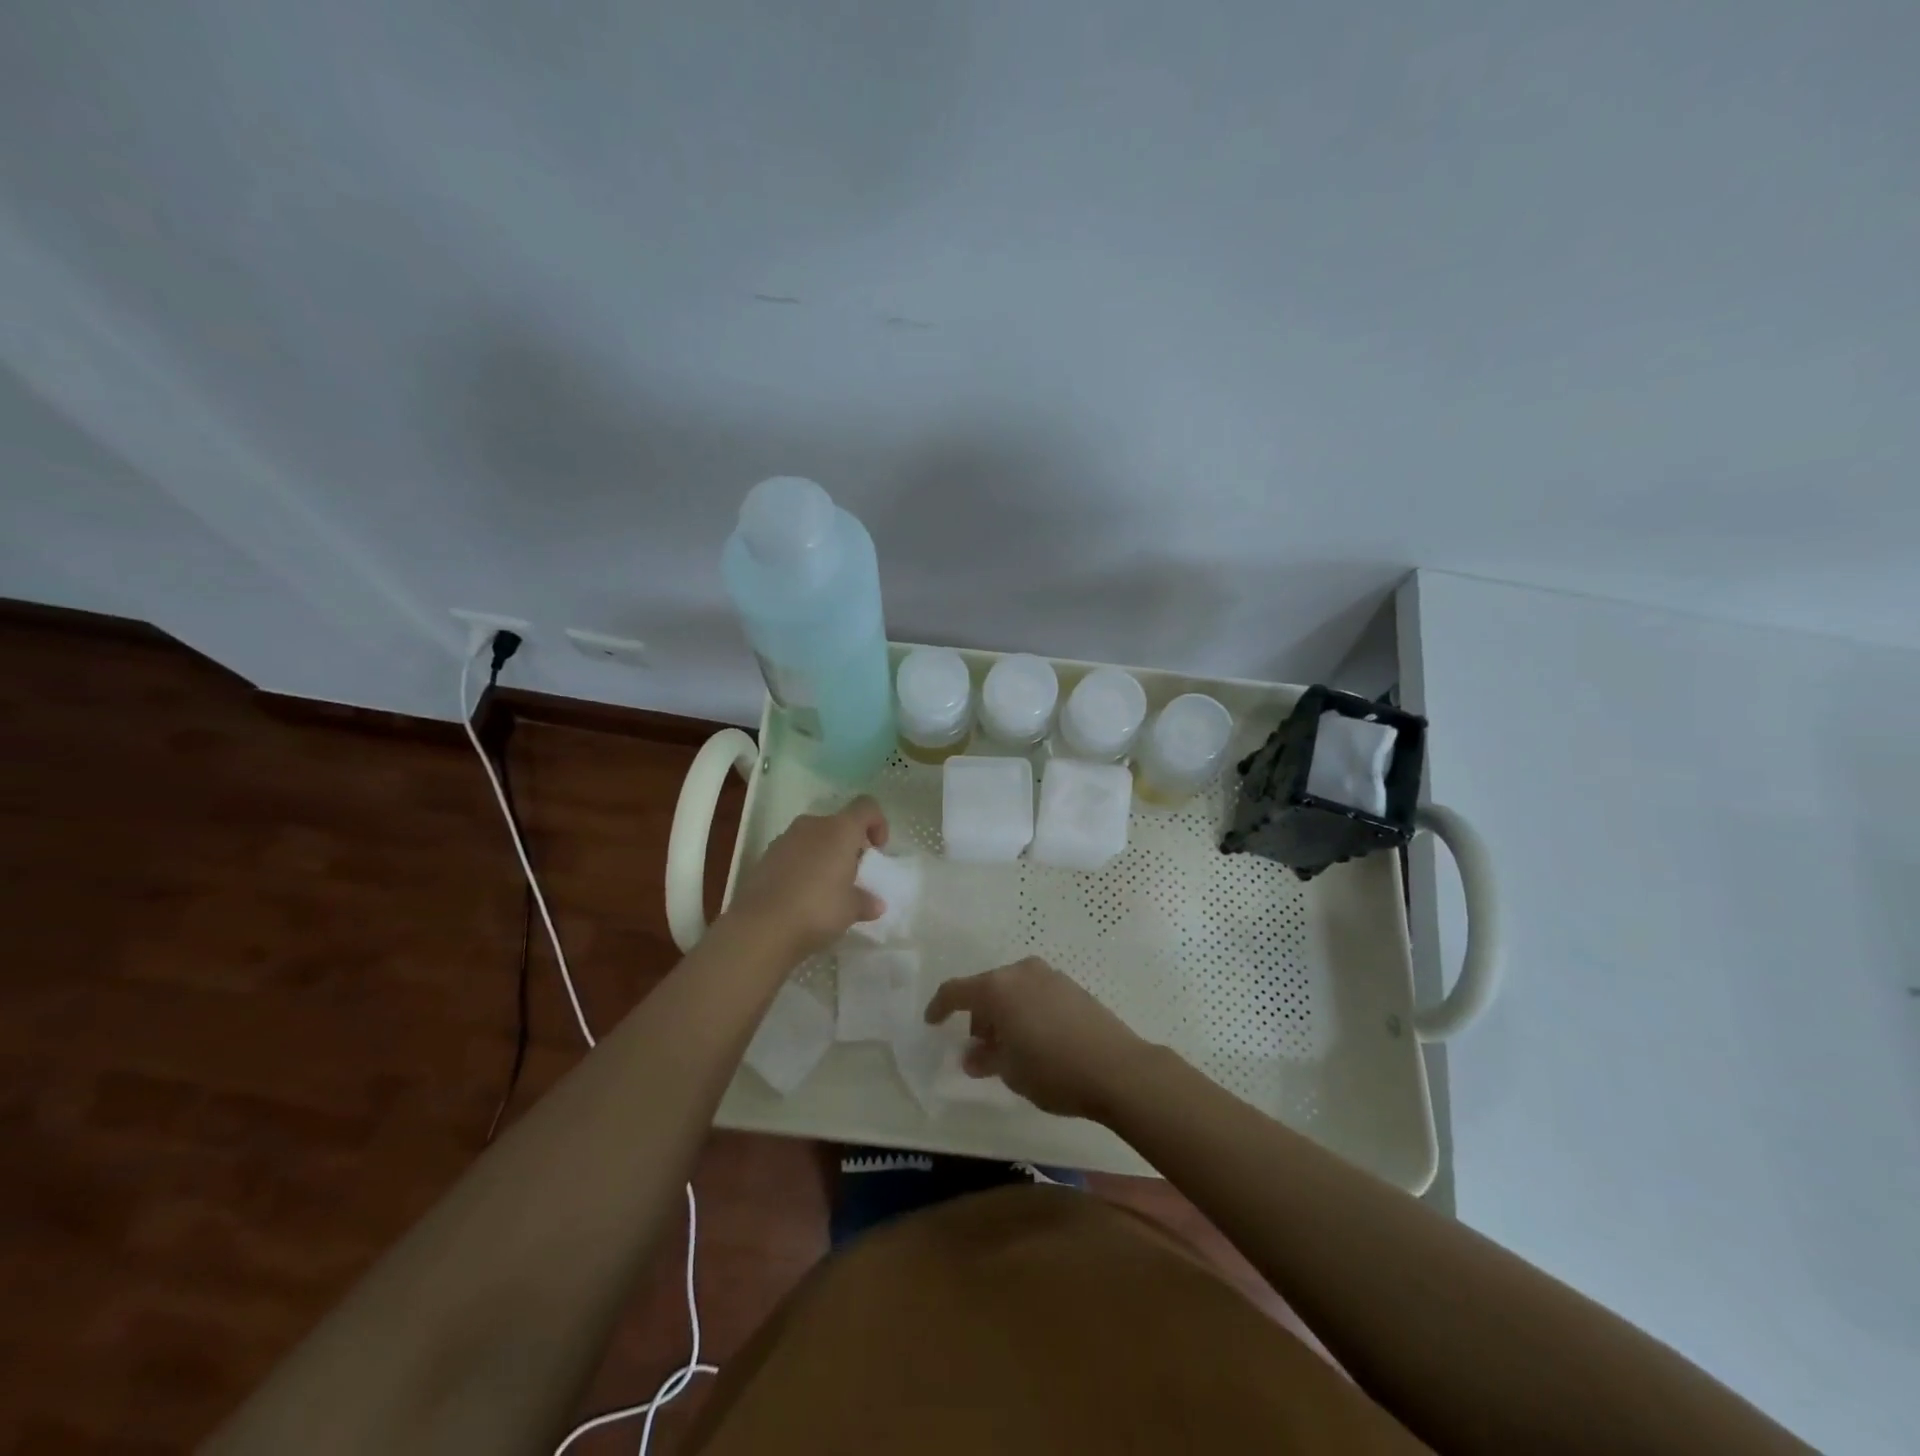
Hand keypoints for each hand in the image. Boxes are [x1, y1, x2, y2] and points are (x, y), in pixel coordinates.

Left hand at [721, 796, 888, 964]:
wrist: (760, 927)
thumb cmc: (817, 909)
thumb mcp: (850, 909)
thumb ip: (865, 901)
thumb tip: (875, 904)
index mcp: (840, 830)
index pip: (866, 807)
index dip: (877, 823)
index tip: (878, 850)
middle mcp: (812, 826)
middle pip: (838, 824)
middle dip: (848, 845)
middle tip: (853, 874)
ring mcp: (784, 839)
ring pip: (813, 838)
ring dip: (824, 855)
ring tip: (827, 888)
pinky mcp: (764, 858)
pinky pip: (792, 854)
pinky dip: (802, 867)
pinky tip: (802, 895)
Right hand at [924, 957, 1151, 1120]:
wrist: (1117, 1068)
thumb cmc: (1052, 1070)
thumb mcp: (1010, 1071)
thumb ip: (985, 1058)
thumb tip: (973, 1055)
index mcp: (997, 988)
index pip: (956, 991)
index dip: (940, 1006)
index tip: (932, 1022)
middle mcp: (1021, 972)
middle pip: (987, 989)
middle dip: (979, 1017)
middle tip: (980, 1050)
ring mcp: (1050, 976)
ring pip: (1013, 990)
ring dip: (1004, 1014)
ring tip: (1010, 1049)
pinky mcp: (1072, 986)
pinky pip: (1036, 994)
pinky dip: (1026, 1011)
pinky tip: (1036, 1040)